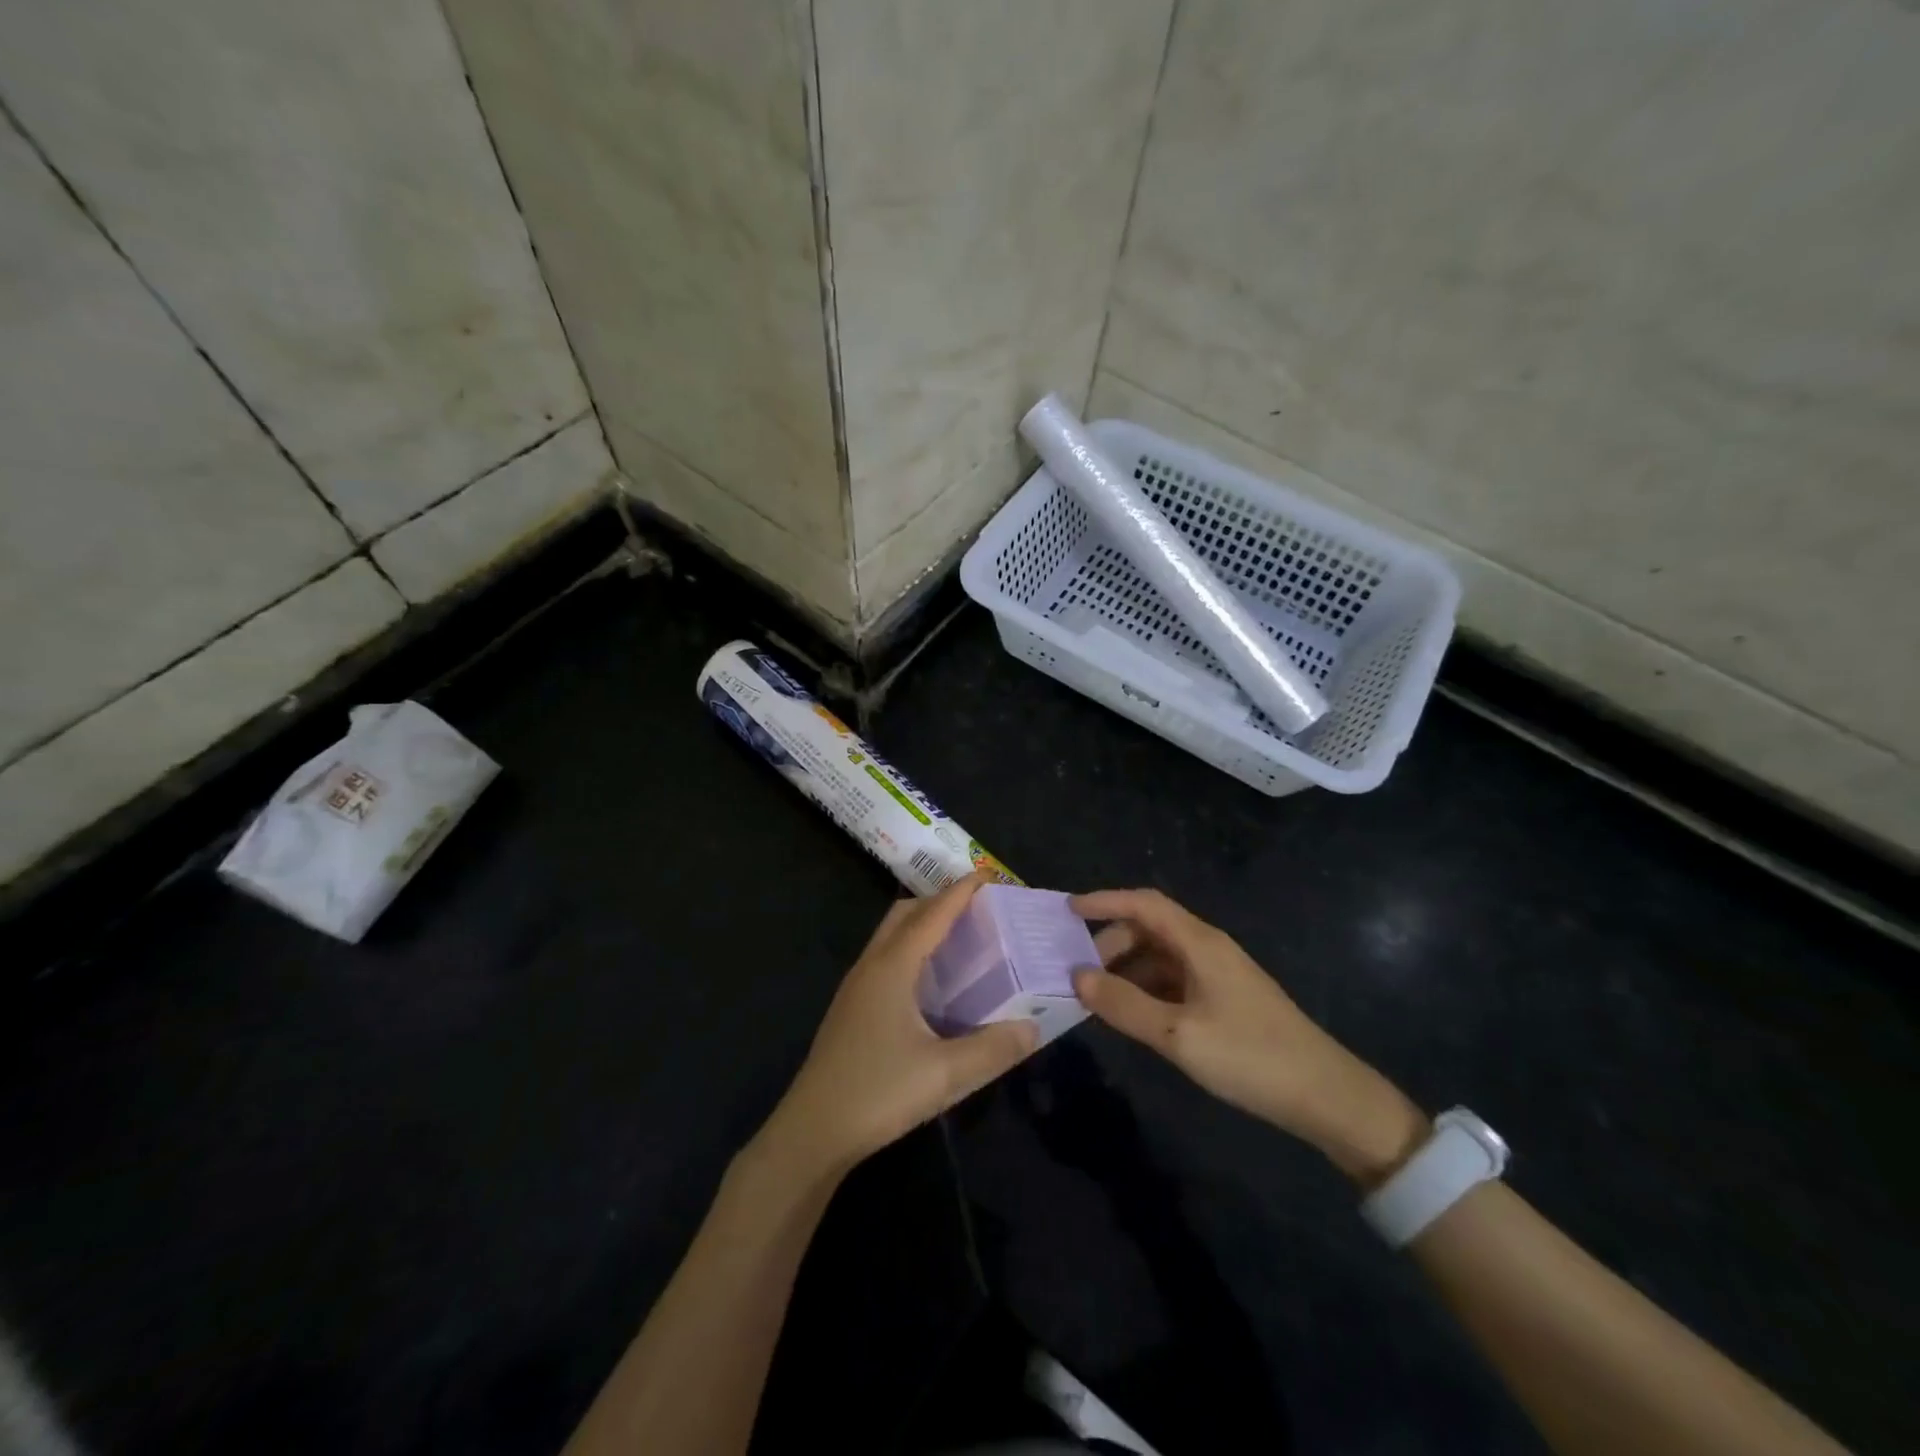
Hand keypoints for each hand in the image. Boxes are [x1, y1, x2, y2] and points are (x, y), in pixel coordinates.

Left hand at [758, 874, 1037, 1179]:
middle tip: (978, 909)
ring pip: (891, 936)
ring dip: (922, 925)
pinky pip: (885, 959)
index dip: (961, 892)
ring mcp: (856, 988)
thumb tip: (1034, 1026)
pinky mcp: (852, 1009)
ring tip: (959, 939)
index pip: (932, 914)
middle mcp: (871, 966)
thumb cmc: (878, 1093)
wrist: (812, 1132)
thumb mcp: (945, 1075)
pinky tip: (931, 983)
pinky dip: (911, 950)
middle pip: (905, 914)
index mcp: (892, 967)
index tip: (989, 876)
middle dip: (939, 901)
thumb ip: (993, 1049)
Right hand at [1071, 888, 1427, 1184]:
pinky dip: (1145, 989)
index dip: (1105, 900)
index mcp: (1199, 943)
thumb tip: (1076, 976)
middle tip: (1077, 973)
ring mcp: (1217, 974)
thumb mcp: (1177, 1035)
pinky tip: (1131, 1015)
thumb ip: (1124, 1004)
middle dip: (1110, 944)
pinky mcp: (1223, 999)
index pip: (1144, 903)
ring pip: (1159, 957)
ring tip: (1096, 997)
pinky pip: (1173, 980)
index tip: (1067, 910)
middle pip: (1148, 928)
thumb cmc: (1249, 1056)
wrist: (1325, 1095)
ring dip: (1126, 969)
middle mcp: (1207, 948)